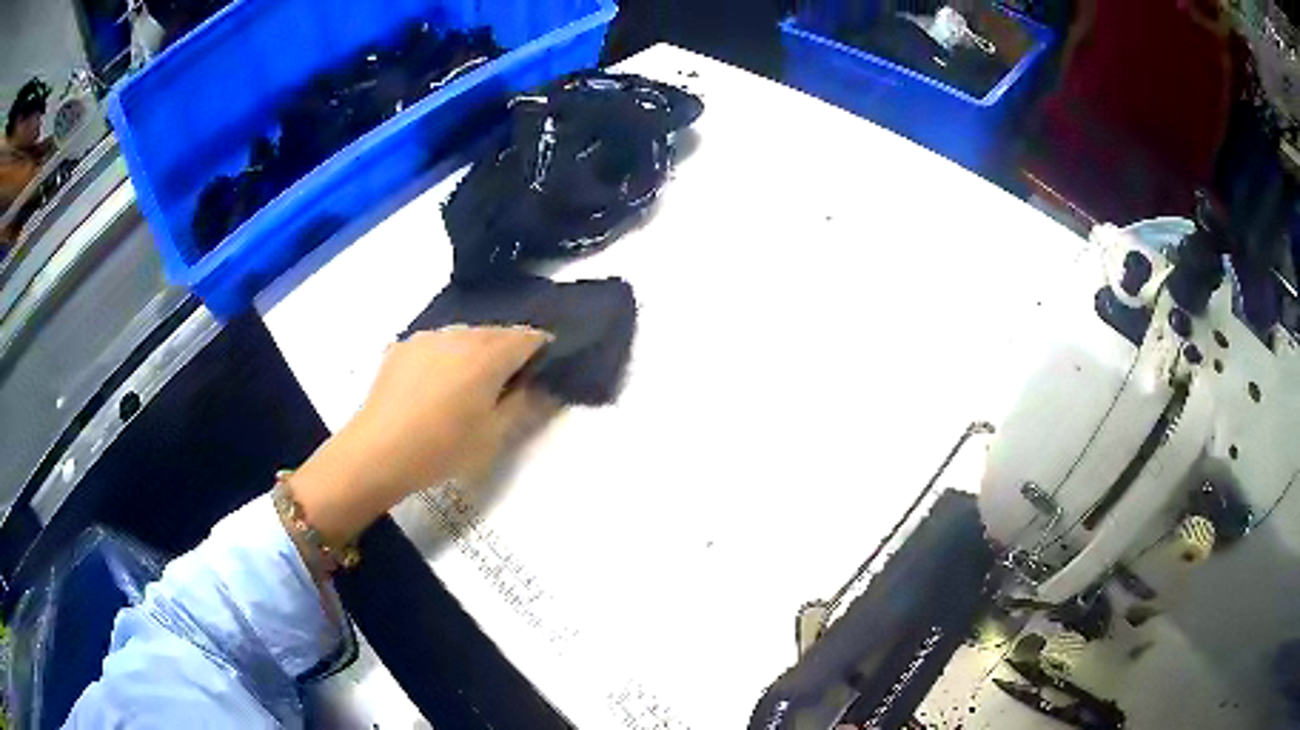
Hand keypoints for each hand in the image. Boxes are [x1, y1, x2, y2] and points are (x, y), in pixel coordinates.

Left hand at [290, 326, 555, 544]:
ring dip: (475, 354)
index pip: (529, 337)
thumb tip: (542, 386)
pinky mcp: (403, 347)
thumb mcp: (494, 436)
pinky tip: (435, 389)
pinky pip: (437, 346)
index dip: (543, 350)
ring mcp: (427, 337)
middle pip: (496, 333)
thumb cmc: (443, 448)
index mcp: (488, 354)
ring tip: (468, 388)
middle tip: (508, 386)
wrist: (377, 451)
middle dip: (508, 352)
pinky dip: (446, 358)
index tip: (545, 371)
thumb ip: (524, 405)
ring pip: (464, 337)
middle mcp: (460, 335)